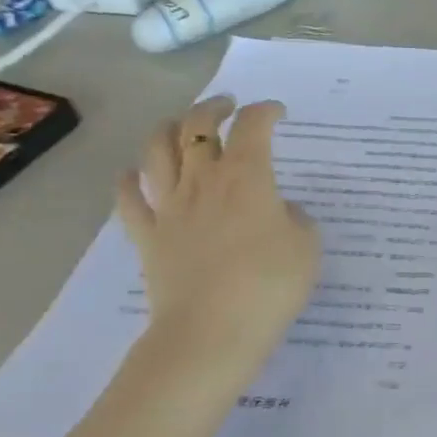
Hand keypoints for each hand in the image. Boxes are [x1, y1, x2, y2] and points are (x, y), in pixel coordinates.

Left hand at [117, 96, 319, 378]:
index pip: (254, 127)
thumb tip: (281, 211)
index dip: (265, 112)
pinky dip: (129, 180)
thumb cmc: (269, 285)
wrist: (212, 330)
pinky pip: (129, 199)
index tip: (277, 113)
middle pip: (199, 127)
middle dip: (214, 108)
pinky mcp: (148, 237)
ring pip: (158, 151)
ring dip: (169, 129)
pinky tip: (133, 173)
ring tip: (180, 125)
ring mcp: (170, 207)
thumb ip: (297, 221)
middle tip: (227, 106)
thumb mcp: (307, 249)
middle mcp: (204, 181)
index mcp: (247, 178)